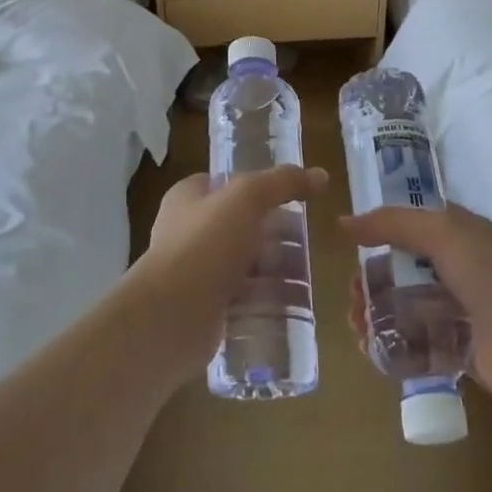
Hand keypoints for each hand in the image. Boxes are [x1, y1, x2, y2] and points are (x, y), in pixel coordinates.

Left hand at [128, 165, 327, 376]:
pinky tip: (291, 305)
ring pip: (244, 264)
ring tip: (307, 277)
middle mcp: (188, 231)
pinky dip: (265, 300)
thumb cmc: (205, 244)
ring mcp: (195, 272)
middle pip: (241, 226)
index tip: (293, 200)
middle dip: (275, 235)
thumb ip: (283, 183)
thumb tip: (320, 175)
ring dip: (274, 270)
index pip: (227, 184)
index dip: (259, 188)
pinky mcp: (205, 308)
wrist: (171, 316)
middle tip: (307, 244)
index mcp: (188, 198)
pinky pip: (242, 299)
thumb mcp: (248, 198)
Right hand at [342, 203, 491, 416]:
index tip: (350, 250)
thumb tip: (343, 222)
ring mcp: (457, 311)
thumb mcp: (444, 233)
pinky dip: (392, 346)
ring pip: (405, 308)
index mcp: (456, 234)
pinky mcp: (458, 350)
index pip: (407, 227)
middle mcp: (455, 268)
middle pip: (401, 271)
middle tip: (352, 300)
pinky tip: (372, 351)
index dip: (377, 235)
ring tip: (358, 329)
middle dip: (371, 283)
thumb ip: (392, 223)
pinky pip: (417, 344)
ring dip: (376, 316)